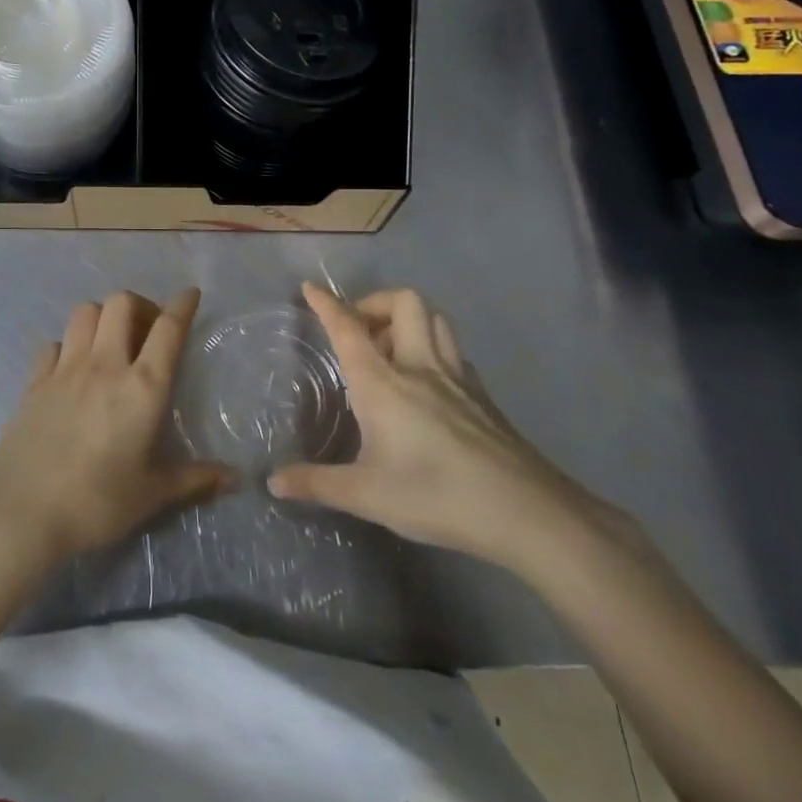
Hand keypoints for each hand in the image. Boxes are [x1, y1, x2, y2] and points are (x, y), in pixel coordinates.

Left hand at [0, 289, 233, 562]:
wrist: (21, 512)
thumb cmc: (96, 503)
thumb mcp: (152, 495)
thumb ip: (195, 480)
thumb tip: (237, 479)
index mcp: (142, 387)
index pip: (168, 328)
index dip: (182, 305)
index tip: (191, 295)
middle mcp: (104, 365)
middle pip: (121, 303)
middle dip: (140, 305)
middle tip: (147, 331)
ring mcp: (65, 369)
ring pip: (85, 312)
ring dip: (103, 317)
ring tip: (111, 342)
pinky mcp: (34, 381)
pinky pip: (54, 343)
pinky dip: (68, 345)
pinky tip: (72, 368)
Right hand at [268, 283, 603, 571]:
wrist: (527, 512)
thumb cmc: (436, 496)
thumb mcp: (366, 495)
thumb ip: (317, 484)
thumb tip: (275, 482)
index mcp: (383, 383)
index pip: (349, 328)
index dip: (327, 304)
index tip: (310, 288)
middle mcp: (420, 366)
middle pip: (403, 302)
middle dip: (375, 302)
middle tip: (359, 330)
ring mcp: (457, 377)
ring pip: (435, 318)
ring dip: (408, 318)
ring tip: (390, 348)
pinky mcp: (482, 395)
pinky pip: (452, 349)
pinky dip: (432, 346)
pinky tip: (426, 381)